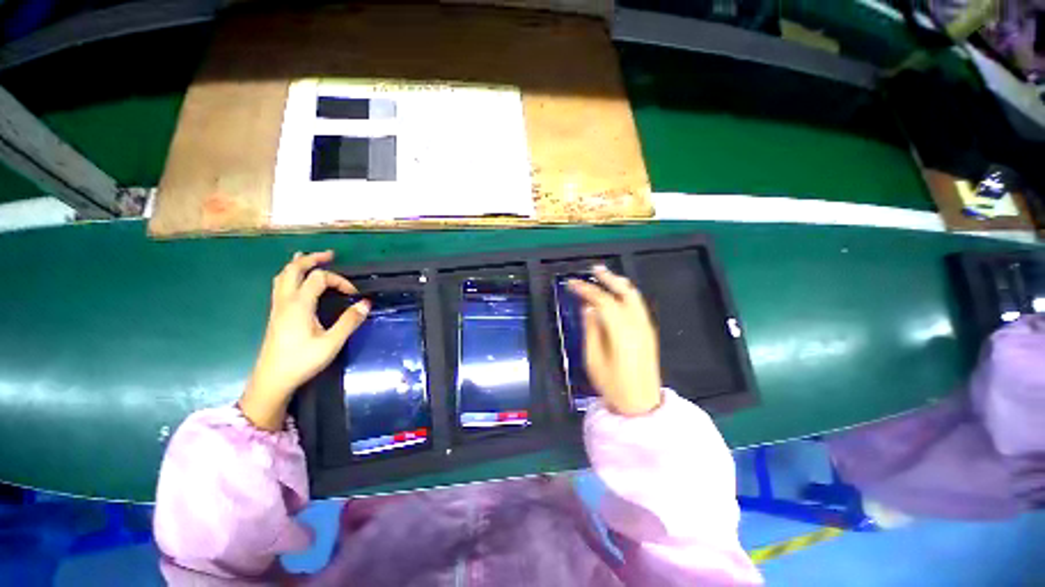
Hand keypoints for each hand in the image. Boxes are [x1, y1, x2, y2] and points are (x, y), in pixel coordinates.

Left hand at [241, 251, 370, 430]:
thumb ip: (349, 321)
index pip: (319, 278)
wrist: (272, 380)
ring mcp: (277, 307)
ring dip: (298, 264)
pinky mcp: (276, 314)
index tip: (354, 293)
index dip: (339, 280)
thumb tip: (366, 303)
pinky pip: (280, 285)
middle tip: (330, 255)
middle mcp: (285, 301)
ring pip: (283, 276)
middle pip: (294, 269)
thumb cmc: (302, 361)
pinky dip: (291, 275)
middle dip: (312, 258)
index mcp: (299, 305)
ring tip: (311, 259)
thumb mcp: (331, 343)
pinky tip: (298, 281)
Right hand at [568, 266, 661, 416]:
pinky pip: (637, 305)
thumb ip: (591, 330)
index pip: (602, 301)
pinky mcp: (649, 332)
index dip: (586, 289)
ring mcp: (646, 327)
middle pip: (623, 292)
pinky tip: (617, 293)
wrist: (641, 404)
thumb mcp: (593, 360)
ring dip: (619, 283)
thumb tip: (587, 308)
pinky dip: (626, 293)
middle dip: (607, 278)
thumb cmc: (613, 385)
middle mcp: (637, 324)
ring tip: (605, 275)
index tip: (572, 283)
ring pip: (634, 296)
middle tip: (593, 269)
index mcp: (621, 332)